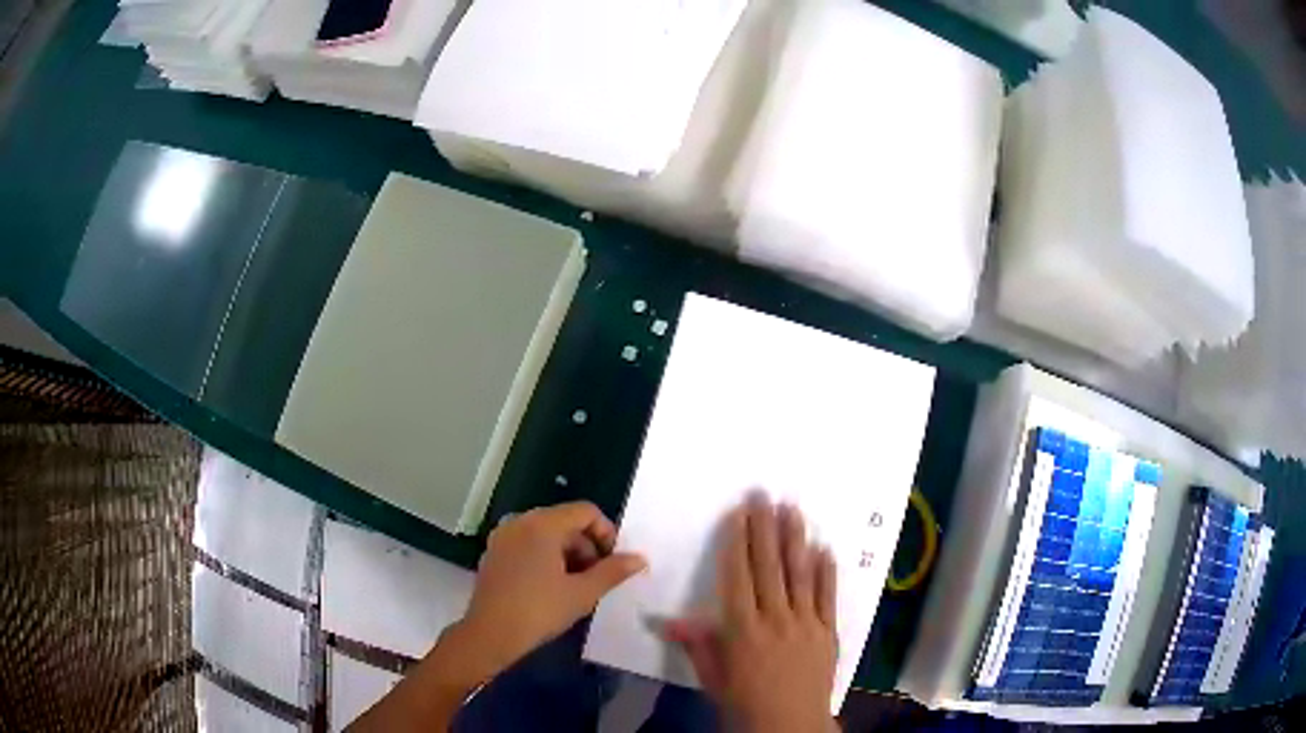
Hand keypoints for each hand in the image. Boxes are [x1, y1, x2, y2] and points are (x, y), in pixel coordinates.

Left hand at [453, 501, 647, 676]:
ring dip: (568, 554)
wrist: (490, 634)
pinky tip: (550, 588)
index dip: (606, 533)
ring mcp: (503, 536)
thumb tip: (639, 559)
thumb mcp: (582, 593)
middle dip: (587, 547)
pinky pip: (528, 544)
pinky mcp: (494, 553)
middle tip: (596, 580)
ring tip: (575, 587)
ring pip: (547, 534)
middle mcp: (520, 522)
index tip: (612, 563)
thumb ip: (613, 571)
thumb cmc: (539, 610)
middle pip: (565, 522)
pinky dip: (546, 558)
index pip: (585, 512)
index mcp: (542, 524)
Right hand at [667, 494, 837, 732]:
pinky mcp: (827, 631)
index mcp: (742, 629)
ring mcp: (805, 623)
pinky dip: (827, 571)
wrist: (788, 725)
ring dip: (796, 539)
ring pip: (800, 574)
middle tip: (765, 495)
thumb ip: (697, 644)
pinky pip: (828, 596)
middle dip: (765, 528)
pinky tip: (825, 548)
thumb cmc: (743, 703)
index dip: (737, 543)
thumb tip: (668, 618)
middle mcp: (775, 618)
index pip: (738, 576)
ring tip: (794, 509)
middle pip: (769, 566)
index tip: (739, 514)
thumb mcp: (712, 677)